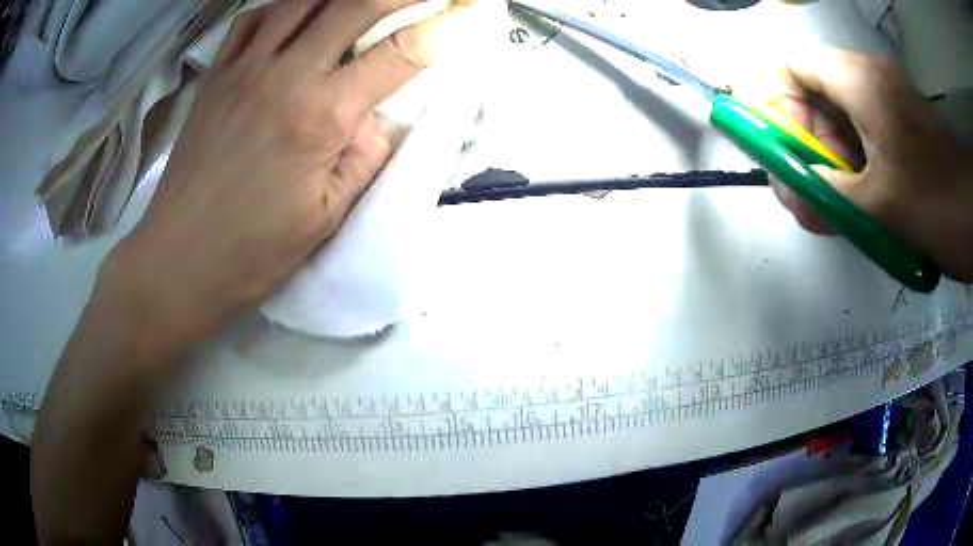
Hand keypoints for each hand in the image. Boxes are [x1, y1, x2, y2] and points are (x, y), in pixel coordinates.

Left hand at [100, 0, 487, 358]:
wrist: (178, 259)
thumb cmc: (252, 251)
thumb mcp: (325, 218)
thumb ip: (363, 159)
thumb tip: (379, 117)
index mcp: (320, 118)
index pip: (396, 56)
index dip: (438, 31)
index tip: (461, 18)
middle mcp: (284, 77)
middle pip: (354, 6)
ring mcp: (244, 70)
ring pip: (302, 1)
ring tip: (362, 2)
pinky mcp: (216, 76)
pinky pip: (253, 19)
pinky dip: (283, 6)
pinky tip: (296, 15)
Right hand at [769, 48, 972, 282]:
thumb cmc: (936, 205)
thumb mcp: (878, 207)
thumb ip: (825, 194)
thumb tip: (788, 190)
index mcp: (858, 81)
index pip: (791, 64)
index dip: (775, 101)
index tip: (786, 149)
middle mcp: (868, 79)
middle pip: (813, 91)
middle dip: (805, 141)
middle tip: (811, 191)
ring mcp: (886, 101)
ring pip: (838, 115)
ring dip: (830, 158)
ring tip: (838, 206)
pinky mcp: (900, 123)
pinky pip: (862, 131)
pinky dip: (853, 163)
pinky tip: (860, 200)